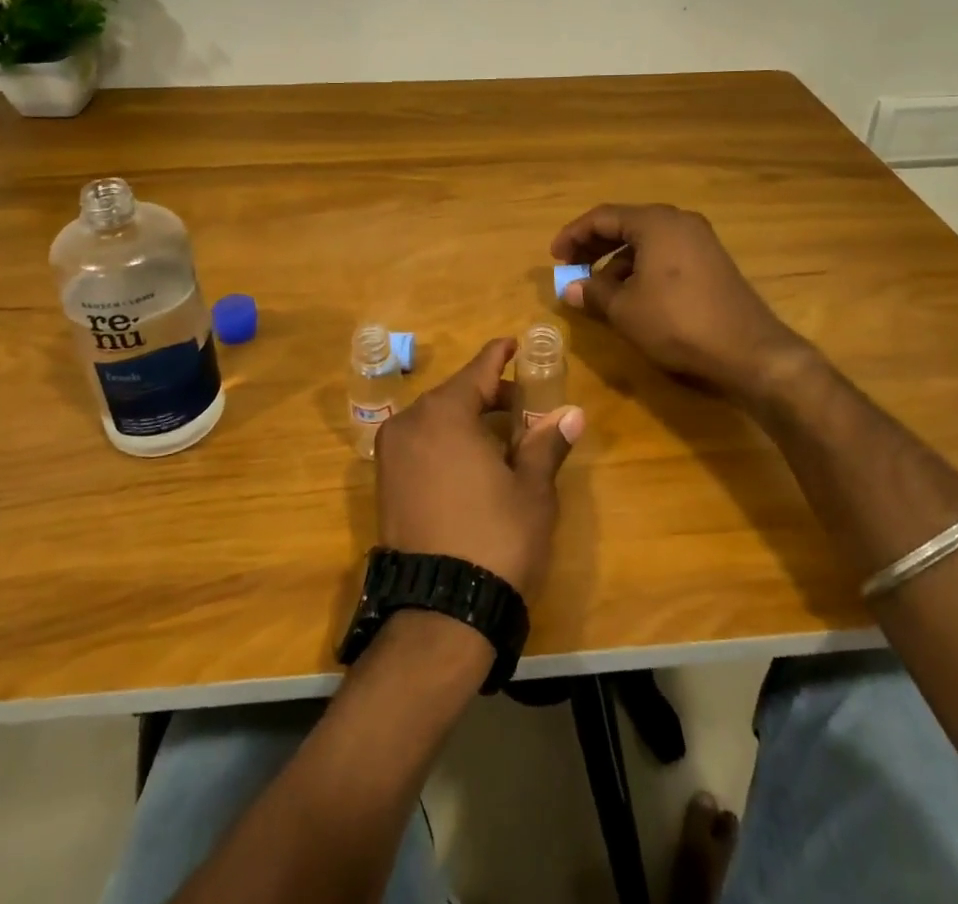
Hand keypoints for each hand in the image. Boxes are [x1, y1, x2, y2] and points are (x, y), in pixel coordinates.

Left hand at [374, 338, 583, 601]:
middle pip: (456, 394)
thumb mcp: (532, 490)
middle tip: (524, 406)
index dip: (500, 355)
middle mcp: (410, 423)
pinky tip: (472, 463)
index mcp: (444, 412)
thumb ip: (547, 444)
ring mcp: (392, 454)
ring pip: (436, 420)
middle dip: (490, 395)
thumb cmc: (495, 538)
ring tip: (504, 438)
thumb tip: (573, 414)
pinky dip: (446, 442)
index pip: (478, 369)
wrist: (439, 613)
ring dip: (468, 420)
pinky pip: (421, 445)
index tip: (514, 343)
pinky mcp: (385, 484)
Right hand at [551, 203, 815, 404]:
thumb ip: (593, 292)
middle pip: (626, 224)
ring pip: (646, 241)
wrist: (748, 350)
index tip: (554, 256)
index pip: (603, 217)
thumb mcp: (625, 310)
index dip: (573, 235)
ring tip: (598, 288)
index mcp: (655, 222)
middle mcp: (679, 221)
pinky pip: (665, 253)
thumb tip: (569, 287)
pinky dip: (641, 267)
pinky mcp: (711, 261)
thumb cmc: (677, 322)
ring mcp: (699, 240)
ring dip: (617, 260)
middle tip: (570, 267)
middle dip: (594, 246)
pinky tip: (631, 295)